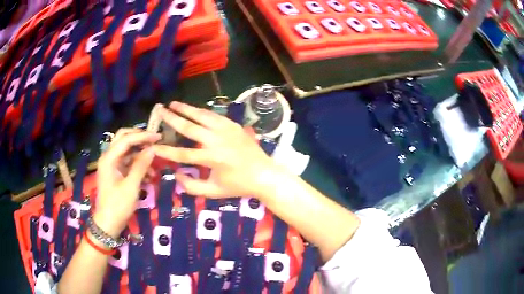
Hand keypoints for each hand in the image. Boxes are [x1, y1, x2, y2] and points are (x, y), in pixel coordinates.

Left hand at [94, 130, 160, 236]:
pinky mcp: (115, 173)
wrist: (108, 224)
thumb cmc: (118, 206)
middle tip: (154, 141)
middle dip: (139, 139)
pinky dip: (138, 165)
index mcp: (109, 158)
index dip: (143, 136)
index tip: (158, 137)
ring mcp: (112, 165)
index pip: (126, 139)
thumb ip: (141, 165)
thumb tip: (152, 149)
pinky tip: (149, 175)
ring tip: (155, 162)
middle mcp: (109, 157)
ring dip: (140, 154)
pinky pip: (128, 163)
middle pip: (123, 139)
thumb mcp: (131, 186)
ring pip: (127, 151)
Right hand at [152, 102, 278, 198]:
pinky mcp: (233, 125)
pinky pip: (214, 115)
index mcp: (212, 159)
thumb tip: (176, 174)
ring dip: (186, 109)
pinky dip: (201, 111)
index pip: (183, 154)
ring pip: (202, 116)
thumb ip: (192, 186)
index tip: (153, 145)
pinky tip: (193, 109)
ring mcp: (226, 130)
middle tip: (160, 110)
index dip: (166, 150)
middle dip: (172, 118)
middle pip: (190, 127)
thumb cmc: (238, 185)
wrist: (264, 174)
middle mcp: (217, 141)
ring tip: (173, 103)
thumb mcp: (214, 191)